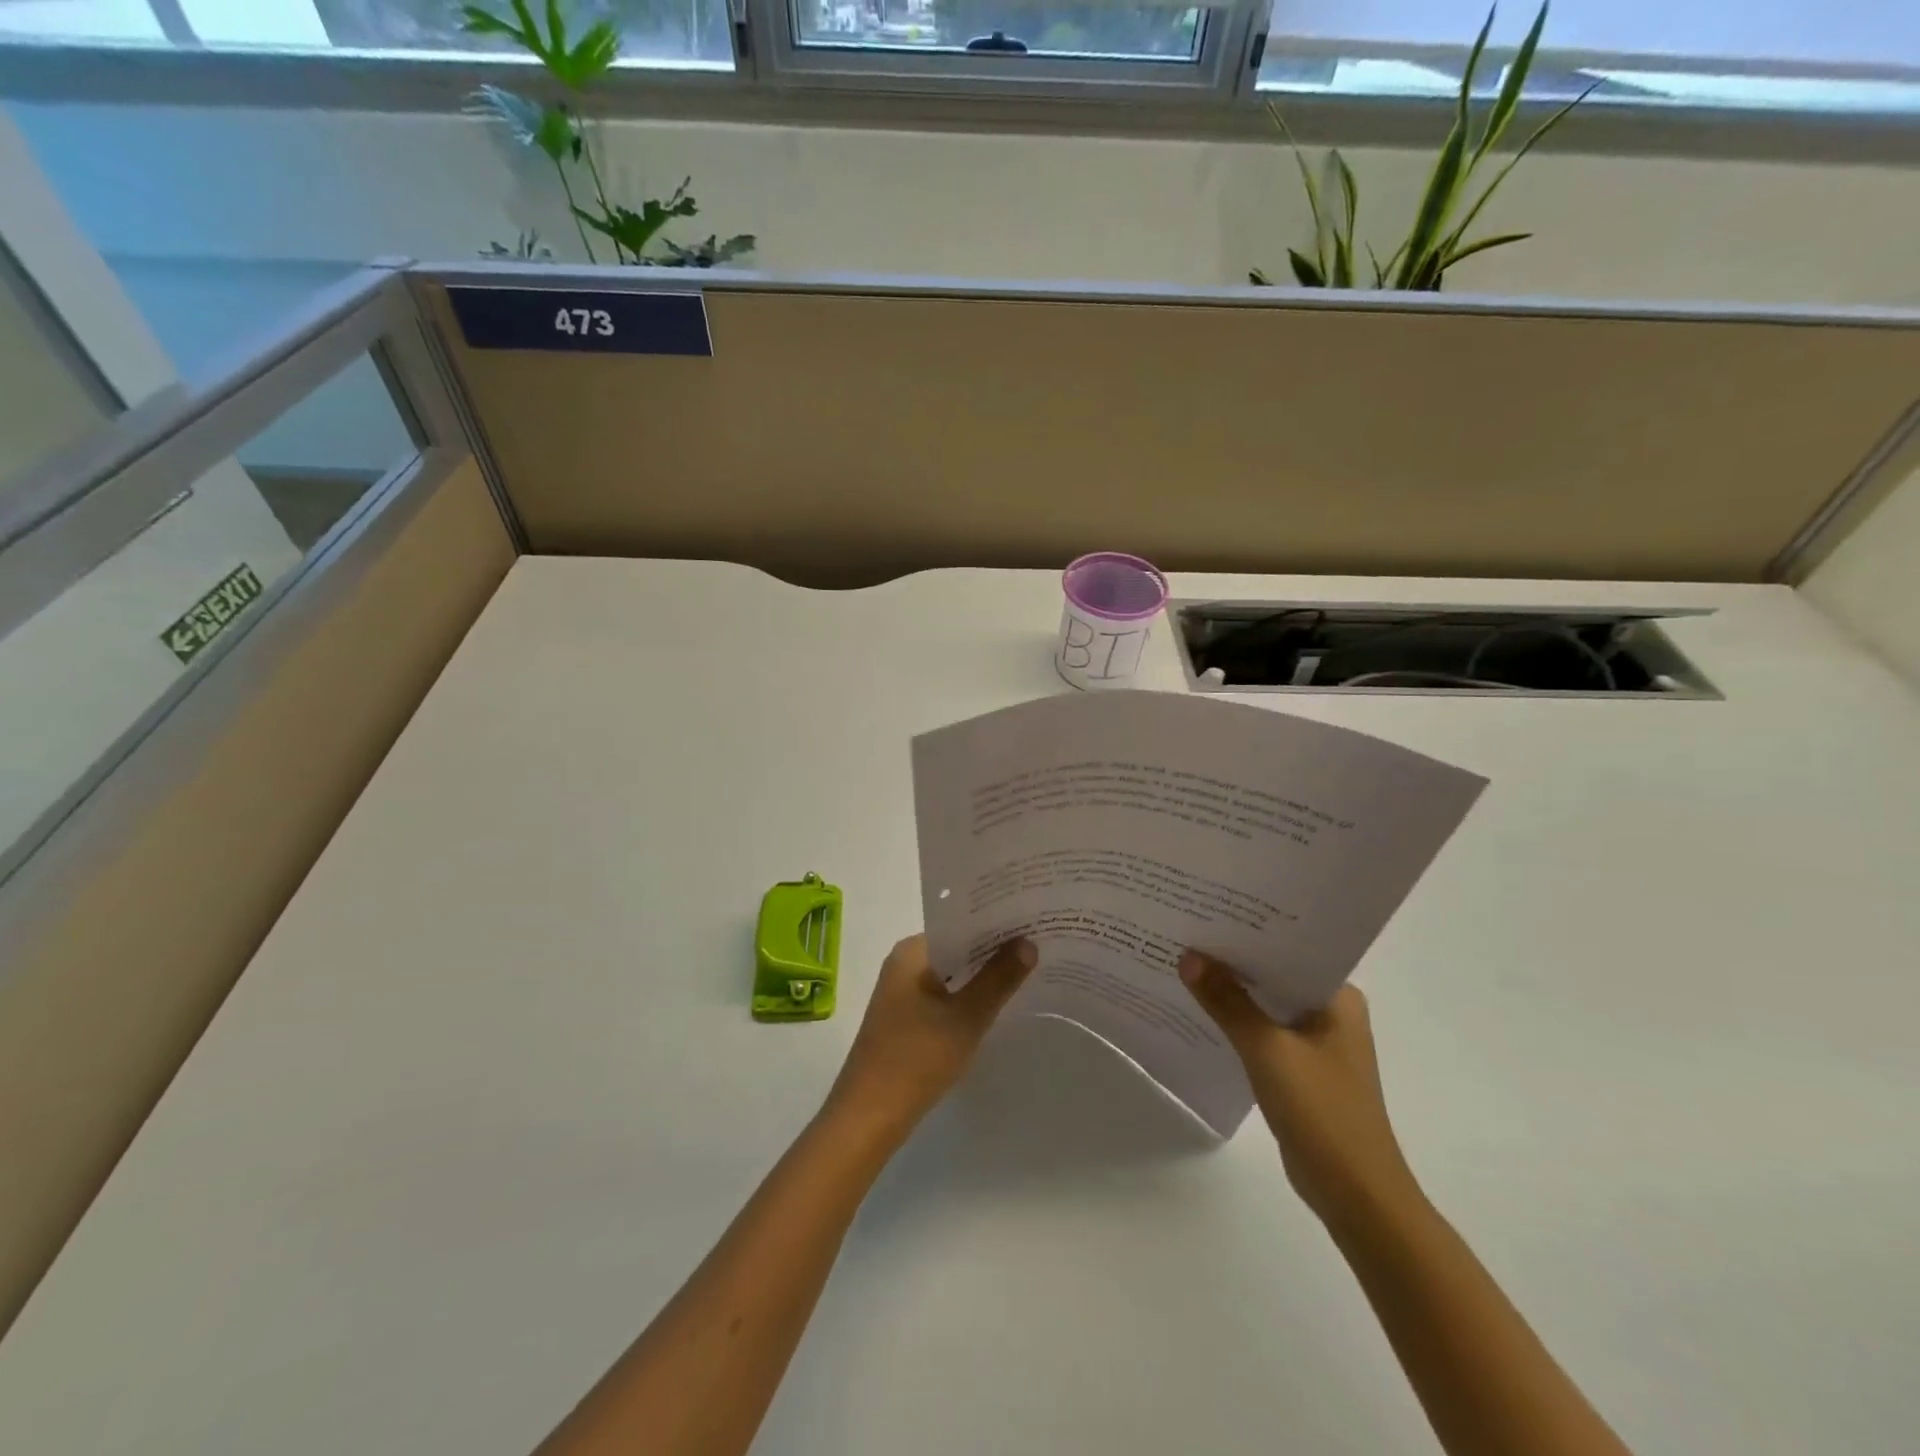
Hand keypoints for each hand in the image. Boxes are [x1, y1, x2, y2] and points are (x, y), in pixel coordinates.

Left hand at [824, 934, 1035, 1142]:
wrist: (869, 1117)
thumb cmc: (916, 1058)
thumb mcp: (966, 1017)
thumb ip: (999, 978)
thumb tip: (1029, 941)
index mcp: (911, 952)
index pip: (960, 924)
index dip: (996, 923)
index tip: (1032, 921)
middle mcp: (904, 964)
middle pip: (957, 948)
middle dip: (993, 949)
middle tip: (1039, 944)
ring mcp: (902, 993)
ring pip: (952, 974)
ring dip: (982, 975)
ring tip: (1028, 970)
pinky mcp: (906, 1019)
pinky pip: (944, 996)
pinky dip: (968, 996)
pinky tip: (996, 1004)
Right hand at [1179, 950, 1420, 1229]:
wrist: (1354, 1194)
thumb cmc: (1321, 1112)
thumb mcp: (1267, 1050)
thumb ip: (1227, 1002)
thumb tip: (1188, 957)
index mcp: (1338, 998)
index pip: (1289, 948)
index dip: (1248, 930)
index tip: (1208, 911)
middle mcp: (1331, 1012)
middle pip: (1274, 974)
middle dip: (1233, 959)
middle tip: (1187, 931)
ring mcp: (1317, 1042)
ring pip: (1266, 1003)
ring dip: (1233, 991)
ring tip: (1185, 963)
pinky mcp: (1301, 1069)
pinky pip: (1263, 1031)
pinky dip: (1237, 1021)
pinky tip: (1201, 1011)